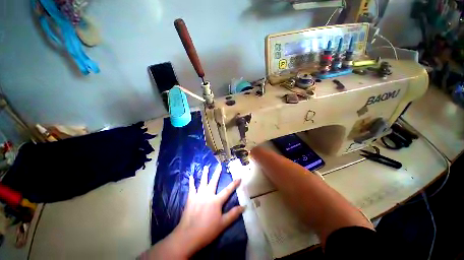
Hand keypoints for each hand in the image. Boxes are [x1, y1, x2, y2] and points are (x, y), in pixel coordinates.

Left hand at [143, 165, 243, 259]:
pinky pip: (191, 188)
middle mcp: (208, 195)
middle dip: (217, 173)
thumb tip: (244, 206)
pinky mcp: (190, 199)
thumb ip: (233, 214)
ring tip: (206, 166)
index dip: (234, 184)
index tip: (239, 177)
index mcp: (216, 201)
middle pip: (214, 182)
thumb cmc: (207, 231)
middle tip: (219, 165)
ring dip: (205, 174)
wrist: (188, 236)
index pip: (228, 190)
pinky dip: (191, 182)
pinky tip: (191, 176)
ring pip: (203, 182)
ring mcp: (198, 195)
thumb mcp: (223, 224)